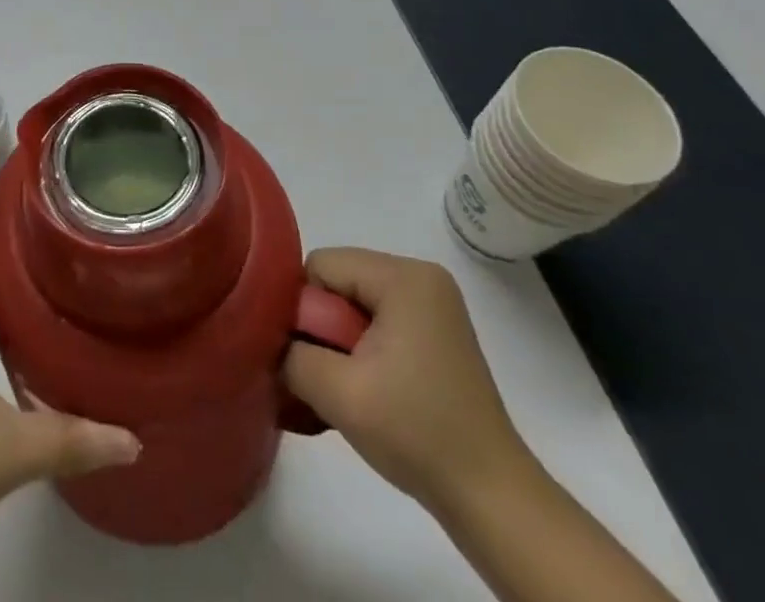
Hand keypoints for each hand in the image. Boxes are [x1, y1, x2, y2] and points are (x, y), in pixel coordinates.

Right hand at [284, 248, 529, 512]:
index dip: (304, 309)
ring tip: (349, 386)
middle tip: (332, 376)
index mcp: (404, 276)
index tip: (311, 357)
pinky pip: (379, 318)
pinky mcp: (437, 330)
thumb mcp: (339, 392)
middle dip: (324, 325)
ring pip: (355, 301)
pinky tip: (369, 386)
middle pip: (339, 280)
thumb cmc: (417, 434)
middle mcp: (421, 276)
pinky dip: (364, 346)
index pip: (322, 266)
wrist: (493, 499)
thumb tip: (271, 340)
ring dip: (342, 340)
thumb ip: (291, 353)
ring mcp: (433, 303)